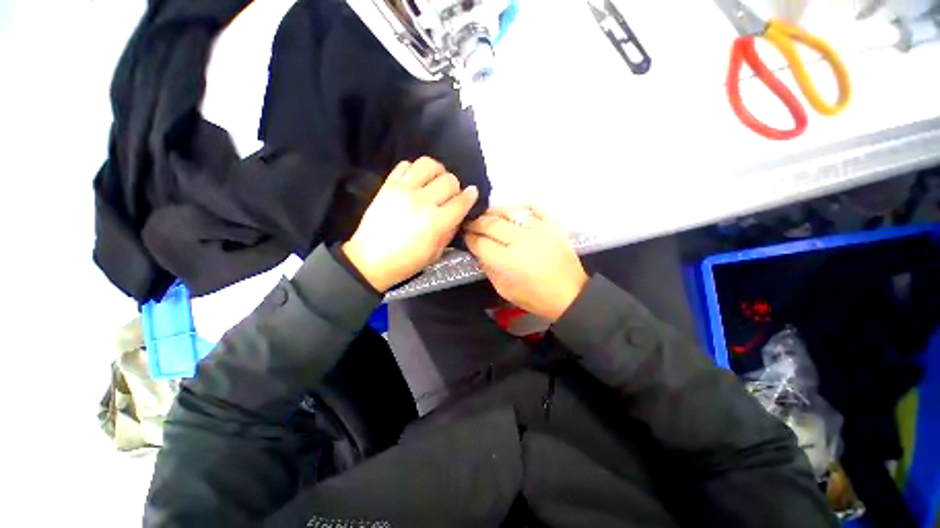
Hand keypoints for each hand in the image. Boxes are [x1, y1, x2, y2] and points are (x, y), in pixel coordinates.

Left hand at [343, 157, 478, 292]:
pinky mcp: (387, 185)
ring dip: (437, 172)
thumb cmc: (406, 262)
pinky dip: (414, 170)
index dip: (471, 196)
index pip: (461, 201)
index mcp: (436, 222)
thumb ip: (450, 230)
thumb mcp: (436, 252)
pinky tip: (416, 181)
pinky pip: (405, 165)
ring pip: (428, 164)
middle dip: (455, 187)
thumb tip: (458, 213)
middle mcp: (422, 202)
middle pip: (449, 180)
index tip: (472, 193)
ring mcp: (403, 191)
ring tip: (434, 182)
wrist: (370, 261)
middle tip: (450, 196)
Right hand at [464, 205, 587, 321]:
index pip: (481, 243)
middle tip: (470, 223)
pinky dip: (523, 204)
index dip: (469, 238)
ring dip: (494, 211)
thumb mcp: (504, 289)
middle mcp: (520, 240)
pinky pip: (535, 206)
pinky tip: (514, 208)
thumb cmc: (535, 297)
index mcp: (507, 261)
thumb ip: (488, 268)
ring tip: (486, 214)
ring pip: (509, 212)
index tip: (465, 236)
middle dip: (476, 222)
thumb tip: (479, 250)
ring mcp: (538, 229)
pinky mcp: (552, 224)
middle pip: (491, 224)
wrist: (570, 294)